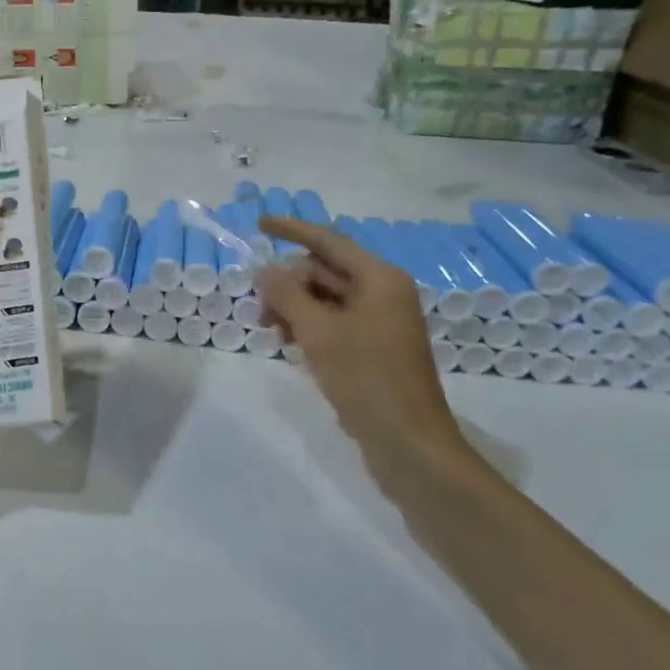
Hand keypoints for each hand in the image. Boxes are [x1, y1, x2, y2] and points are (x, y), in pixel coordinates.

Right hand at [255, 216, 474, 489]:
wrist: (410, 445)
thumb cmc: (366, 380)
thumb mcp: (318, 333)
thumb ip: (287, 295)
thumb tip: (265, 271)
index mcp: (379, 279)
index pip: (328, 241)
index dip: (292, 230)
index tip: (259, 223)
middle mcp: (384, 293)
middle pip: (324, 271)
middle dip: (289, 285)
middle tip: (263, 315)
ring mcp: (381, 322)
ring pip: (326, 299)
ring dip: (296, 309)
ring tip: (275, 337)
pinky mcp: (375, 348)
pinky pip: (335, 322)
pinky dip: (310, 328)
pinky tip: (293, 347)